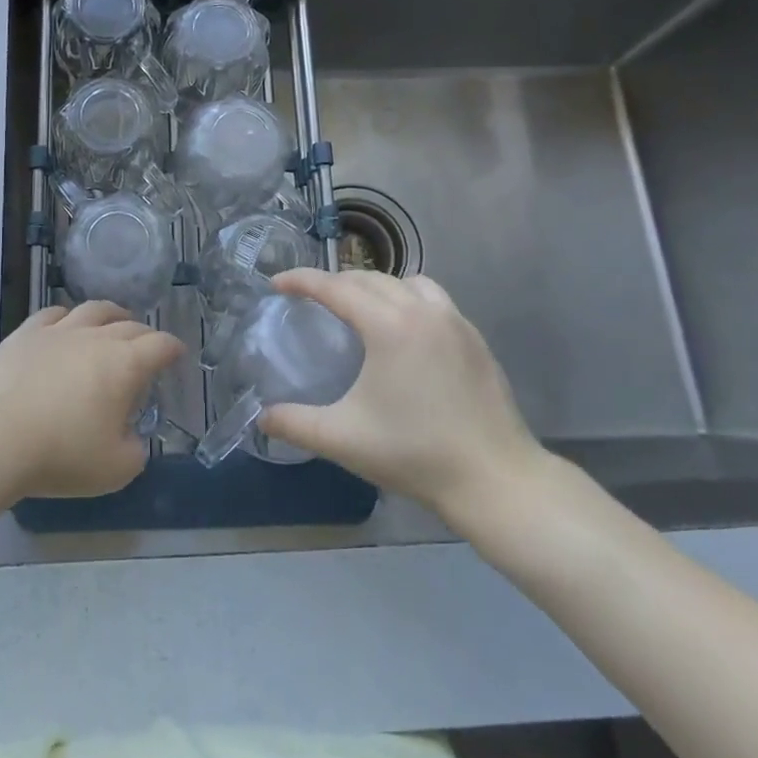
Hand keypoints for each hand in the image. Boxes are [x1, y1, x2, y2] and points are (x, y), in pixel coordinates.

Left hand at [0, 301, 184, 498]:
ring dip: (111, 314)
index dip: (172, 349)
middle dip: (144, 334)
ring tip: (115, 320)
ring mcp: (59, 331)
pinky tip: (65, 323)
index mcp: (126, 365)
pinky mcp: (25, 334)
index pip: (160, 346)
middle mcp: (97, 338)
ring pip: (93, 310)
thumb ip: (134, 451)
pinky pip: (53, 314)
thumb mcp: (115, 469)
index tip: (177, 354)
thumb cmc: (62, 453)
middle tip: (146, 347)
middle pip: (130, 325)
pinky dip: (67, 316)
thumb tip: (131, 439)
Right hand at [257, 269, 553, 553]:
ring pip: (406, 282)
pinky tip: (403, 334)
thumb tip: (261, 417)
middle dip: (334, 282)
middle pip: (368, 278)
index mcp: (389, 326)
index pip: (335, 287)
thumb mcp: (343, 439)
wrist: (495, 479)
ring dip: (375, 286)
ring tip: (359, 310)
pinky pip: (433, 300)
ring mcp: (455, 321)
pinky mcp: (475, 339)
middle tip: (310, 300)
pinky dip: (408, 300)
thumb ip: (295, 424)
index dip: (301, 281)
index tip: (276, 284)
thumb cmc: (415, 454)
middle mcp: (422, 311)